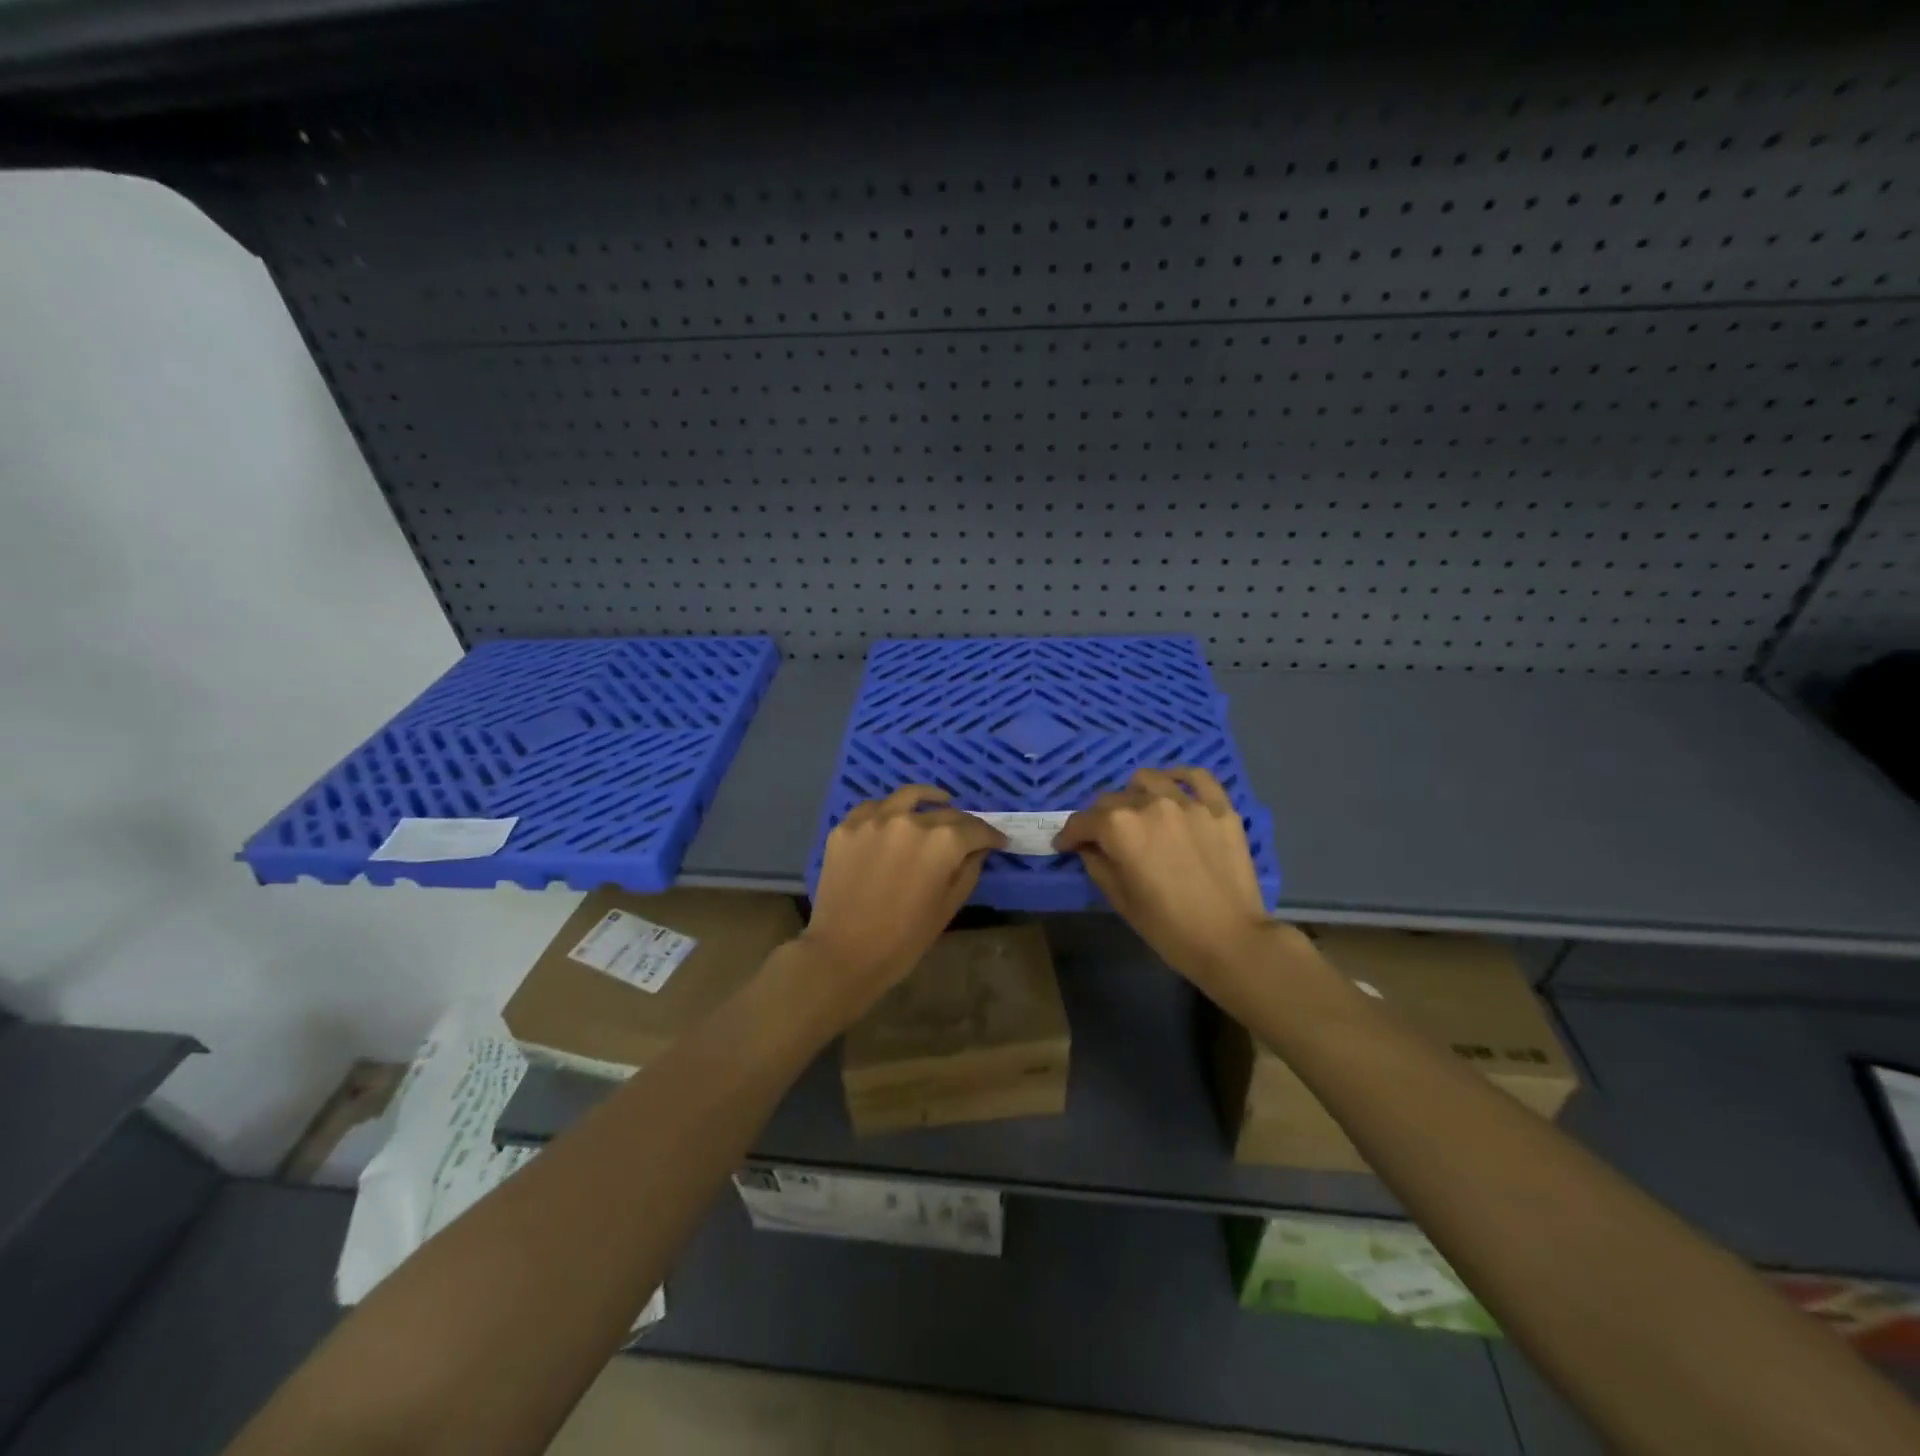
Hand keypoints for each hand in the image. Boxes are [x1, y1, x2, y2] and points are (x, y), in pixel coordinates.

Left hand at [802, 786, 1006, 1011]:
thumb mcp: (948, 906)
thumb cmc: (904, 939)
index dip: (991, 835)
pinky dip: (889, 809)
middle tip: (969, 835)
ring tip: (937, 802)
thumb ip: (968, 870)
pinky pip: (873, 808)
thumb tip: (979, 849)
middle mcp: (910, 821)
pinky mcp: (846, 827)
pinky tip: (894, 817)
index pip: (976, 829)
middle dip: (963, 824)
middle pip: (946, 813)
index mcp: (942, 842)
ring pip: (908, 797)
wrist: (844, 953)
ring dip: (928, 800)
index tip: (998, 841)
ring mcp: (874, 820)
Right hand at [1055, 767, 1289, 994]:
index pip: (1082, 821)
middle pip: (1112, 800)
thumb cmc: (1168, 927)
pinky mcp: (1219, 808)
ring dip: (1134, 794)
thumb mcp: (1120, 900)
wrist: (1230, 941)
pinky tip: (1172, 785)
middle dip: (1100, 819)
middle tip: (1104, 840)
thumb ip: (1097, 864)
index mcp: (1120, 828)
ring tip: (1137, 812)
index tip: (1065, 845)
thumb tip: (1088, 847)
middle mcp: (1150, 804)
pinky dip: (1179, 776)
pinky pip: (1196, 777)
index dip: (1069, 835)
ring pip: (1148, 780)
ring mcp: (1188, 803)